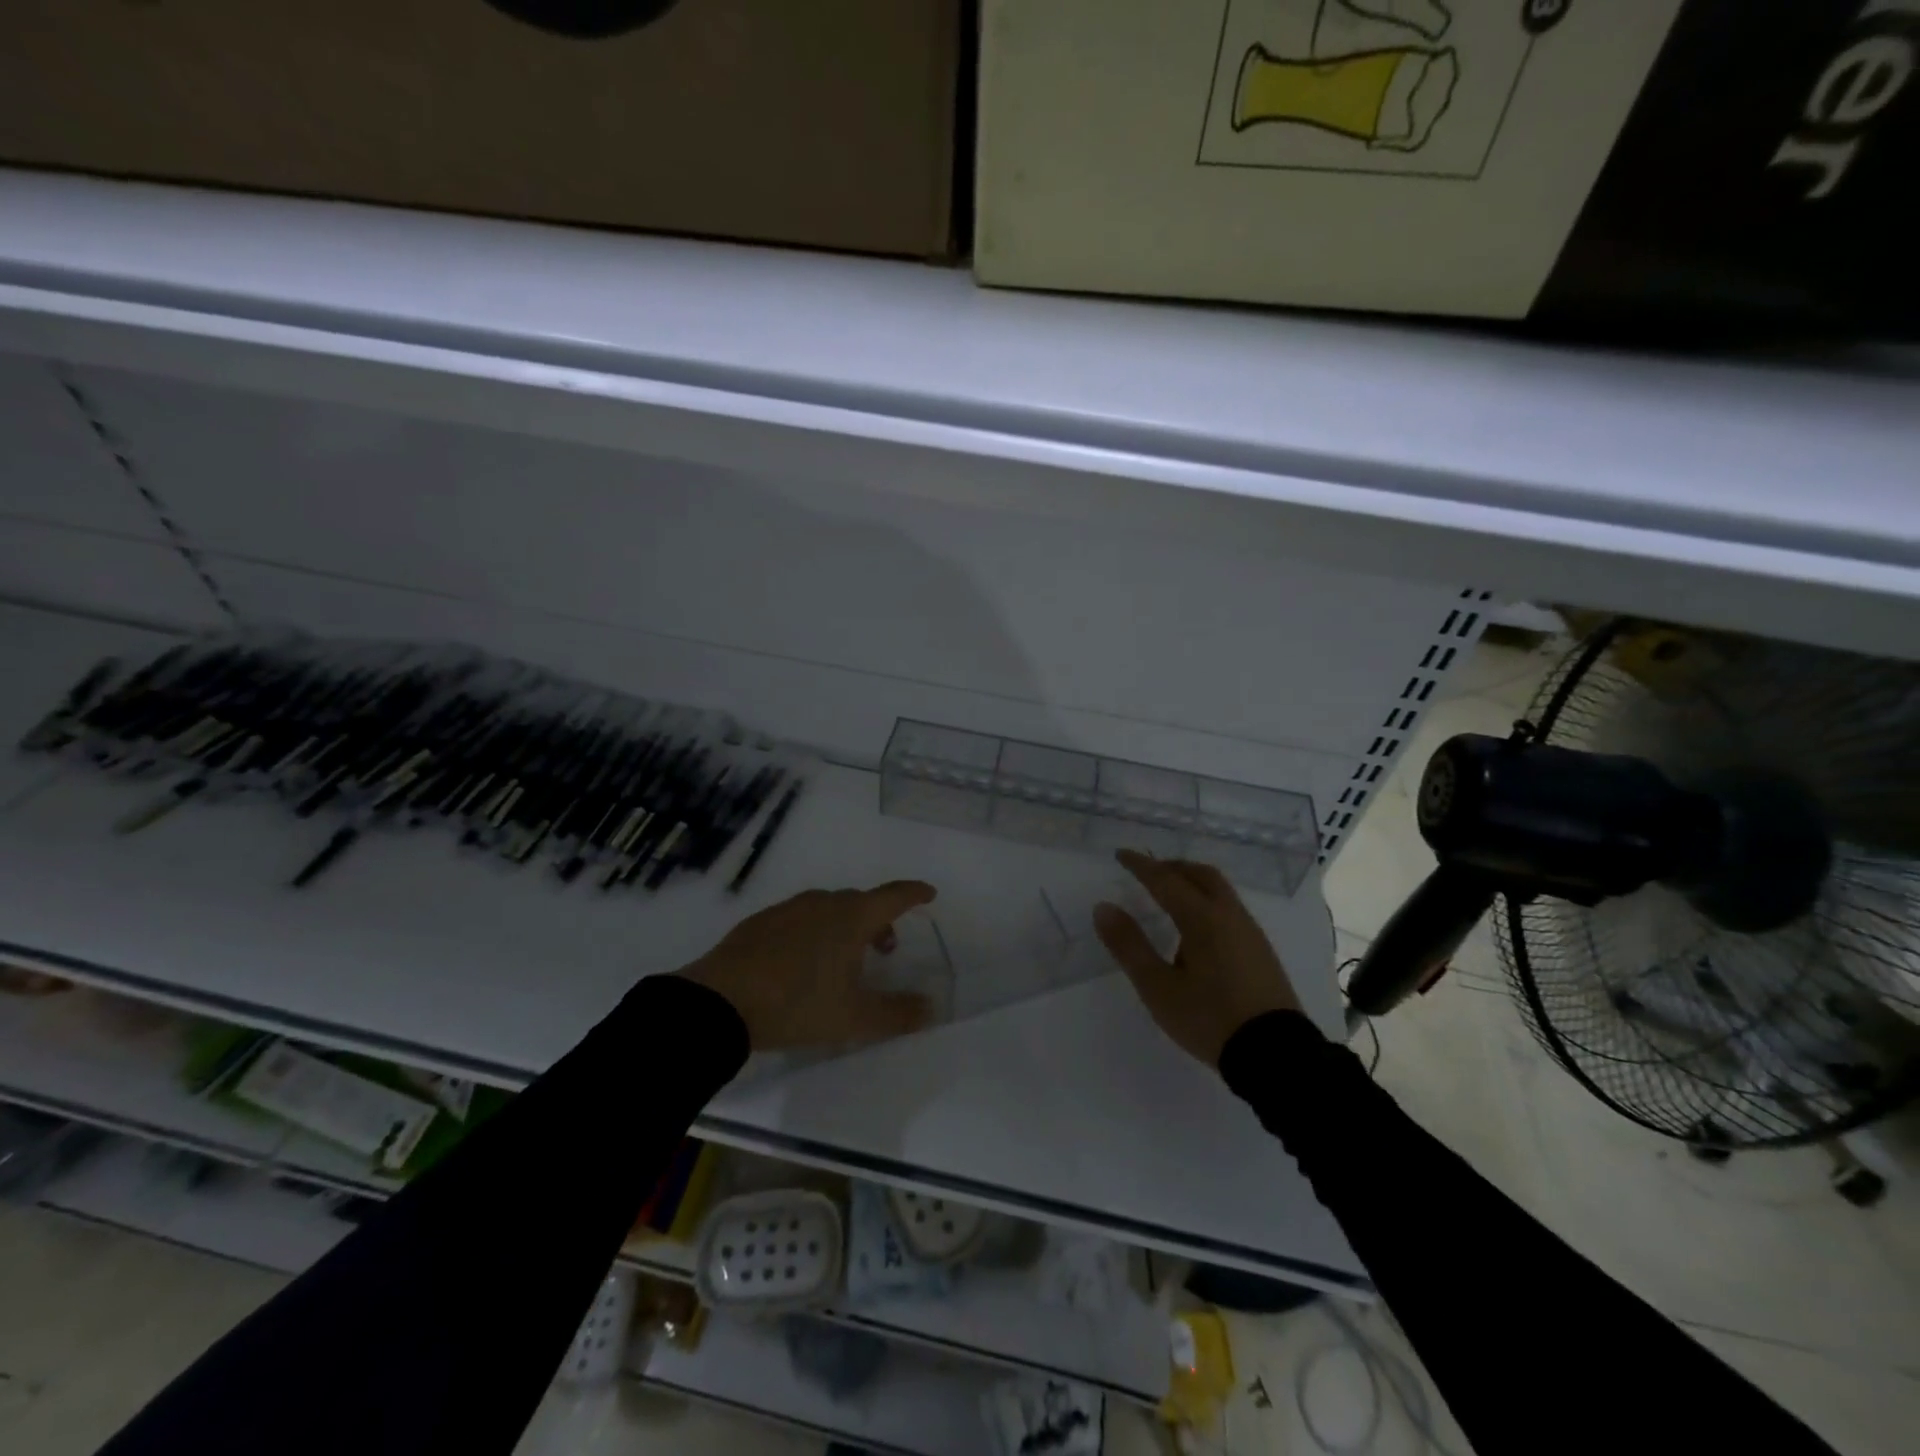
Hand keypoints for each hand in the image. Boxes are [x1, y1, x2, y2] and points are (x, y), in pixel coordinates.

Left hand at [679, 881, 937, 1050]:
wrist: (719, 1001)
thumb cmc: (797, 1004)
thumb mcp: (854, 1018)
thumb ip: (897, 1013)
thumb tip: (930, 1007)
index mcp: (851, 918)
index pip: (893, 895)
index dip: (914, 893)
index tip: (929, 893)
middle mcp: (822, 903)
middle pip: (860, 901)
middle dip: (879, 919)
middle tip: (886, 947)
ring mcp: (788, 909)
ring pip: (828, 908)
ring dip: (845, 925)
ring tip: (844, 958)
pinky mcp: (760, 922)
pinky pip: (800, 918)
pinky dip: (814, 930)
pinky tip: (802, 960)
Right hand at [1094, 850, 1300, 1067]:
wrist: (1276, 1055)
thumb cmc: (1209, 1018)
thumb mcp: (1158, 987)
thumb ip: (1129, 945)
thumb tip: (1103, 908)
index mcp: (1202, 918)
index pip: (1165, 880)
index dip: (1141, 865)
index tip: (1121, 855)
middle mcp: (1229, 915)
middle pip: (1200, 874)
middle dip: (1171, 867)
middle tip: (1147, 872)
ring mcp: (1250, 932)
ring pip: (1219, 890)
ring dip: (1191, 882)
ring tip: (1169, 897)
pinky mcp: (1260, 950)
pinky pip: (1229, 908)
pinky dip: (1206, 900)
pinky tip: (1196, 929)